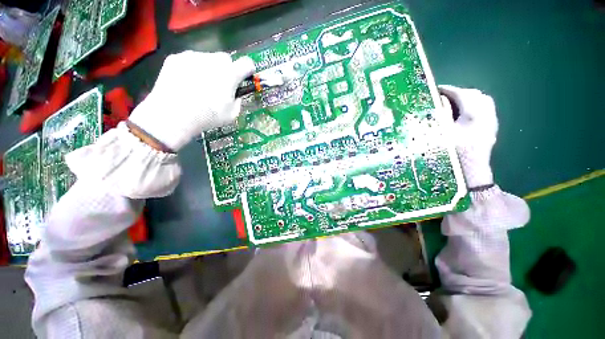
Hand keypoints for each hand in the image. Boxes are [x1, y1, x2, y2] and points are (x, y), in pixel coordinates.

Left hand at [128, 51, 255, 151]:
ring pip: (207, 59)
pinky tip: (186, 84)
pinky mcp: (176, 58)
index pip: (247, 64)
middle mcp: (213, 60)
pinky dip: (192, 69)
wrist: (173, 115)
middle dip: (227, 70)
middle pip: (226, 59)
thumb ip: (238, 101)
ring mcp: (193, 57)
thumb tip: (235, 95)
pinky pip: (190, 61)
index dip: (248, 70)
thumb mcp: (232, 115)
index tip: (245, 77)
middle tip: (220, 85)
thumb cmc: (208, 117)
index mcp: (230, 74)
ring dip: (209, 69)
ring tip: (200, 86)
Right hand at [439, 85, 497, 188]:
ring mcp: (491, 122)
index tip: (434, 90)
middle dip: (457, 93)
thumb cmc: (452, 156)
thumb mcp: (440, 136)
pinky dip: (473, 106)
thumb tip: (436, 102)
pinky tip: (463, 113)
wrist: (471, 174)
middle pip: (474, 95)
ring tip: (452, 104)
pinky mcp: (491, 129)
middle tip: (442, 97)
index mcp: (473, 116)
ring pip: (482, 101)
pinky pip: (485, 109)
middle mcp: (486, 115)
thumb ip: (439, 117)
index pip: (461, 94)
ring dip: (466, 98)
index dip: (447, 90)